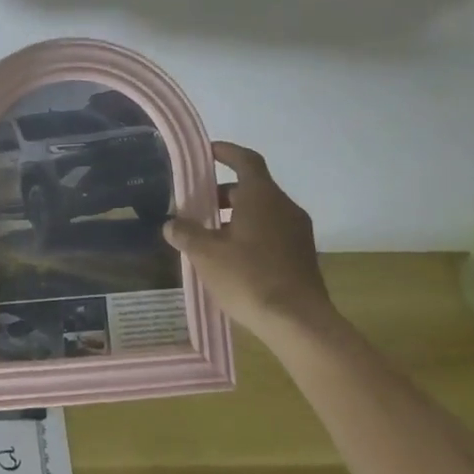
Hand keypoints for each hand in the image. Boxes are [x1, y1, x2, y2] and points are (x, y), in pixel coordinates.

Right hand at [163, 142, 344, 344]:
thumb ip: (186, 234)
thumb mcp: (206, 255)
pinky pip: (273, 231)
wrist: (298, 321)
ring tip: (210, 236)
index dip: (226, 152)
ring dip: (236, 216)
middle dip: (223, 193)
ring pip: (263, 212)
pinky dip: (251, 233)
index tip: (208, 152)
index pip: (245, 160)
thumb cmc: (249, 277)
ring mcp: (298, 231)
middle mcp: (284, 206)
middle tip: (197, 205)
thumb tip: (171, 223)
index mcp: (262, 196)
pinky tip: (232, 257)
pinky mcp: (302, 255)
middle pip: (252, 187)